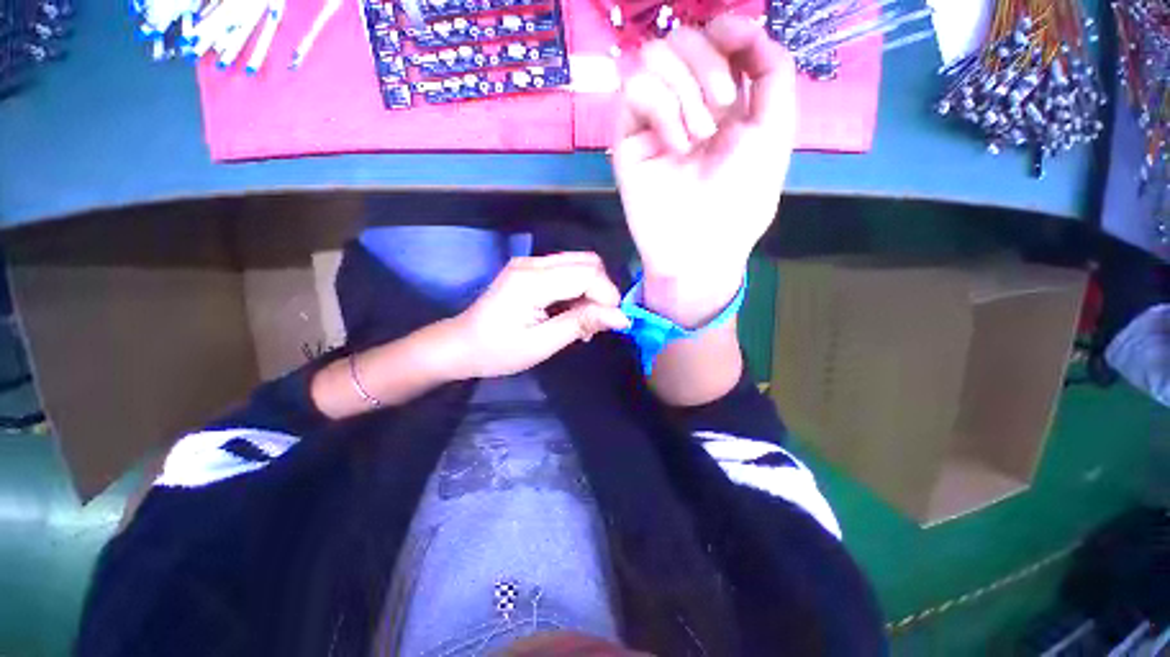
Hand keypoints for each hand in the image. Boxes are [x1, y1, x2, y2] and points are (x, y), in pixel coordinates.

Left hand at [447, 252, 630, 378]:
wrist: (461, 345)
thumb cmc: (498, 351)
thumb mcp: (542, 344)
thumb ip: (581, 324)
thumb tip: (621, 318)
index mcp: (532, 281)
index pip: (587, 273)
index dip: (607, 295)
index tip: (612, 322)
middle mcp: (533, 263)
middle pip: (588, 262)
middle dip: (602, 291)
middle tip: (598, 322)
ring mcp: (530, 263)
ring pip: (580, 265)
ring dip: (592, 291)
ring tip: (585, 321)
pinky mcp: (530, 270)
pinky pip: (568, 271)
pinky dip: (579, 290)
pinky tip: (573, 313)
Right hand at [613, 16, 795, 324]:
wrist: (700, 248)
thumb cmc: (741, 200)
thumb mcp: (775, 132)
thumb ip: (772, 70)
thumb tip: (742, 26)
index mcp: (723, 103)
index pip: (717, 39)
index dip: (727, 28)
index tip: (735, 37)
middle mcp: (686, 105)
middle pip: (684, 39)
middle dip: (708, 66)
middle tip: (720, 114)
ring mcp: (653, 121)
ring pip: (655, 56)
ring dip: (685, 91)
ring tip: (697, 138)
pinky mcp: (628, 138)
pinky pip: (636, 89)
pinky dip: (663, 108)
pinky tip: (675, 145)